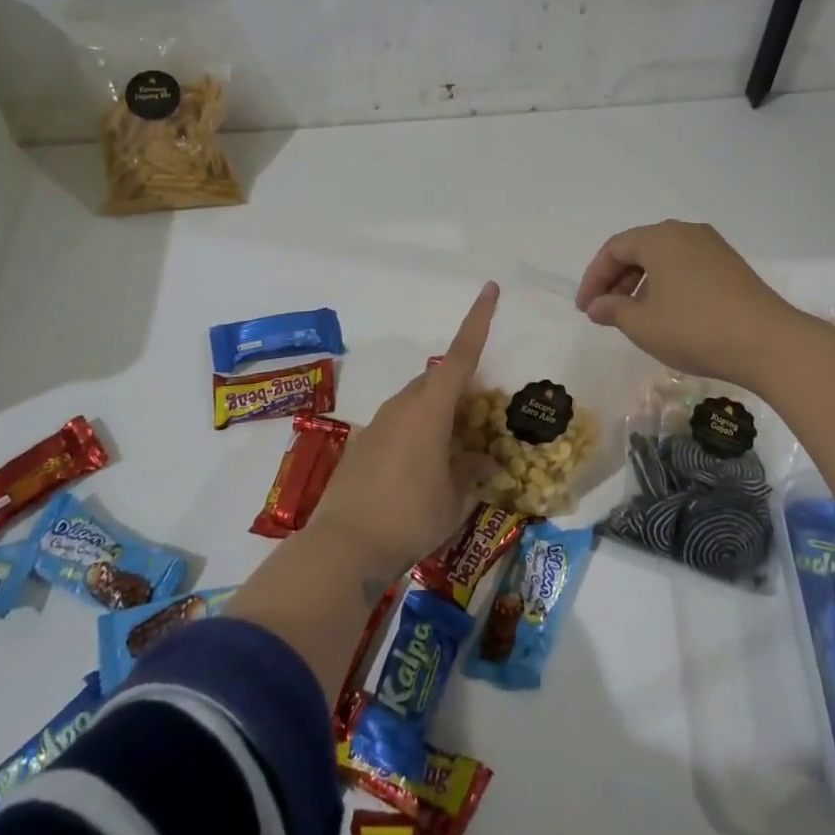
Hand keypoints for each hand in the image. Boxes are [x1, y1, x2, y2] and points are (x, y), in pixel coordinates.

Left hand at [308, 281, 499, 576]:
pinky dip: (418, 433)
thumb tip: (484, 459)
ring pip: (418, 403)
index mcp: (430, 408)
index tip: (490, 288)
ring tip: (456, 451)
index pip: (461, 355)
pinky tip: (422, 470)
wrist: (344, 546)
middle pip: (439, 381)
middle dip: (462, 389)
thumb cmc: (410, 517)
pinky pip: (400, 424)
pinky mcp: (362, 443)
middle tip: (483, 417)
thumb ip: (472, 471)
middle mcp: (403, 405)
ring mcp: (379, 423)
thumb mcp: (455, 498)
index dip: (479, 320)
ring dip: (439, 415)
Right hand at [575, 220, 803, 391]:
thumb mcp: (643, 325)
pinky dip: (667, 285)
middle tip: (605, 312)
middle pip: (639, 249)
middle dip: (617, 280)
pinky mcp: (731, 266)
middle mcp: (686, 233)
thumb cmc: (695, 329)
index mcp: (660, 238)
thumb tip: (597, 306)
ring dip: (642, 284)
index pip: (614, 249)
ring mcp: (713, 247)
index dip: (594, 279)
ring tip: (634, 316)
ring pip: (664, 259)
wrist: (768, 343)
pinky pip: (686, 267)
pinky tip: (667, 314)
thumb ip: (613, 310)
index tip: (585, 309)